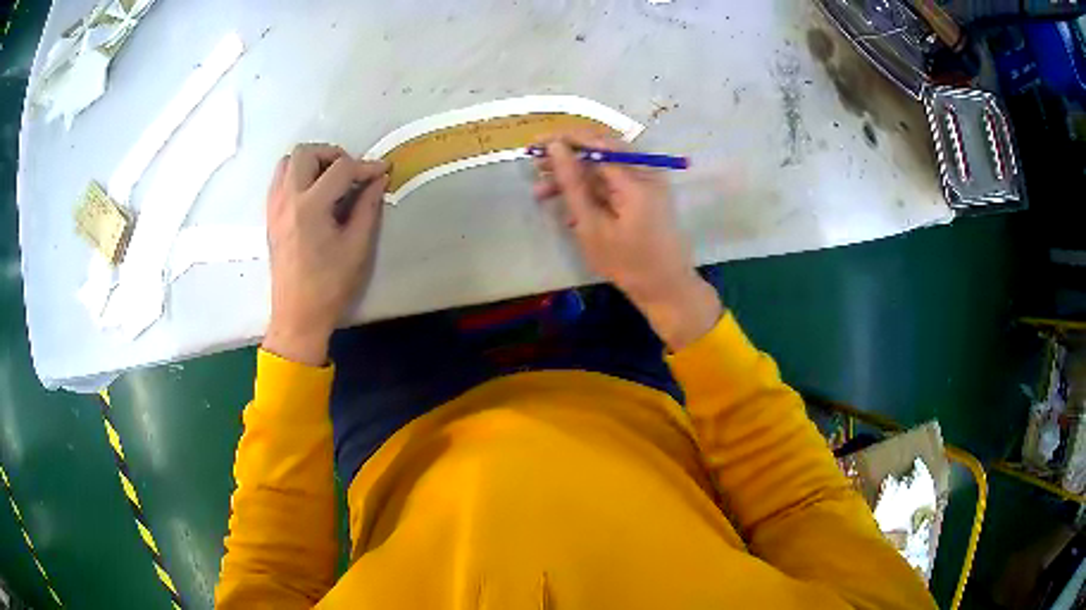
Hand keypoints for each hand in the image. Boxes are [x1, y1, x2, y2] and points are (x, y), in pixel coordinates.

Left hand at [263, 143, 389, 365]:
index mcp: (311, 206)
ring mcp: (275, 207)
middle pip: (305, 152)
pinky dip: (297, 175)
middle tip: (350, 173)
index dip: (366, 166)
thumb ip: (368, 207)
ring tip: (330, 180)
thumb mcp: (357, 247)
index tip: (382, 172)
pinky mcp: (270, 217)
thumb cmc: (329, 286)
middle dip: (332, 154)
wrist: (297, 316)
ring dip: (311, 162)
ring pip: (287, 162)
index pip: (341, 168)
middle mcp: (288, 199)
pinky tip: (312, 194)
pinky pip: (279, 180)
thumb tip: (378, 180)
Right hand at [534, 133, 721, 350]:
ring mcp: (646, 181)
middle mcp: (645, 171)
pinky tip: (568, 208)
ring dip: (573, 176)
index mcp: (636, 177)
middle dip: (566, 157)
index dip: (563, 140)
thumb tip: (555, 147)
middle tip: (535, 170)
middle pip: (600, 149)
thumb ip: (572, 183)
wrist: (666, 288)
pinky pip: (612, 182)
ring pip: (603, 166)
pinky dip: (589, 189)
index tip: (534, 146)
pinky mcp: (644, 193)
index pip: (595, 142)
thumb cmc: (628, 263)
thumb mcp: (591, 225)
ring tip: (542, 193)